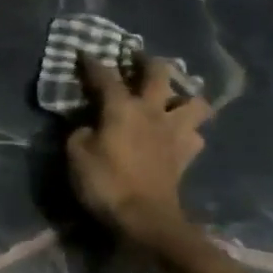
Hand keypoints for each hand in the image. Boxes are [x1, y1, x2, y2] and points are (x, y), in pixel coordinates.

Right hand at [67, 57, 213, 245]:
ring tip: (171, 98)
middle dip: (147, 61)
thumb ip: (80, 131)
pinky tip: (177, 134)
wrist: (145, 219)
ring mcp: (174, 132)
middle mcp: (152, 112)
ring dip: (184, 96)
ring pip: (195, 102)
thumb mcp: (76, 154)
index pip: (105, 77)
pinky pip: (195, 135)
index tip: (83, 53)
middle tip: (137, 58)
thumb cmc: (106, 182)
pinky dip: (189, 131)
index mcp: (122, 107)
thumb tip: (89, 124)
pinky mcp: (186, 155)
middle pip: (159, 74)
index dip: (91, 63)